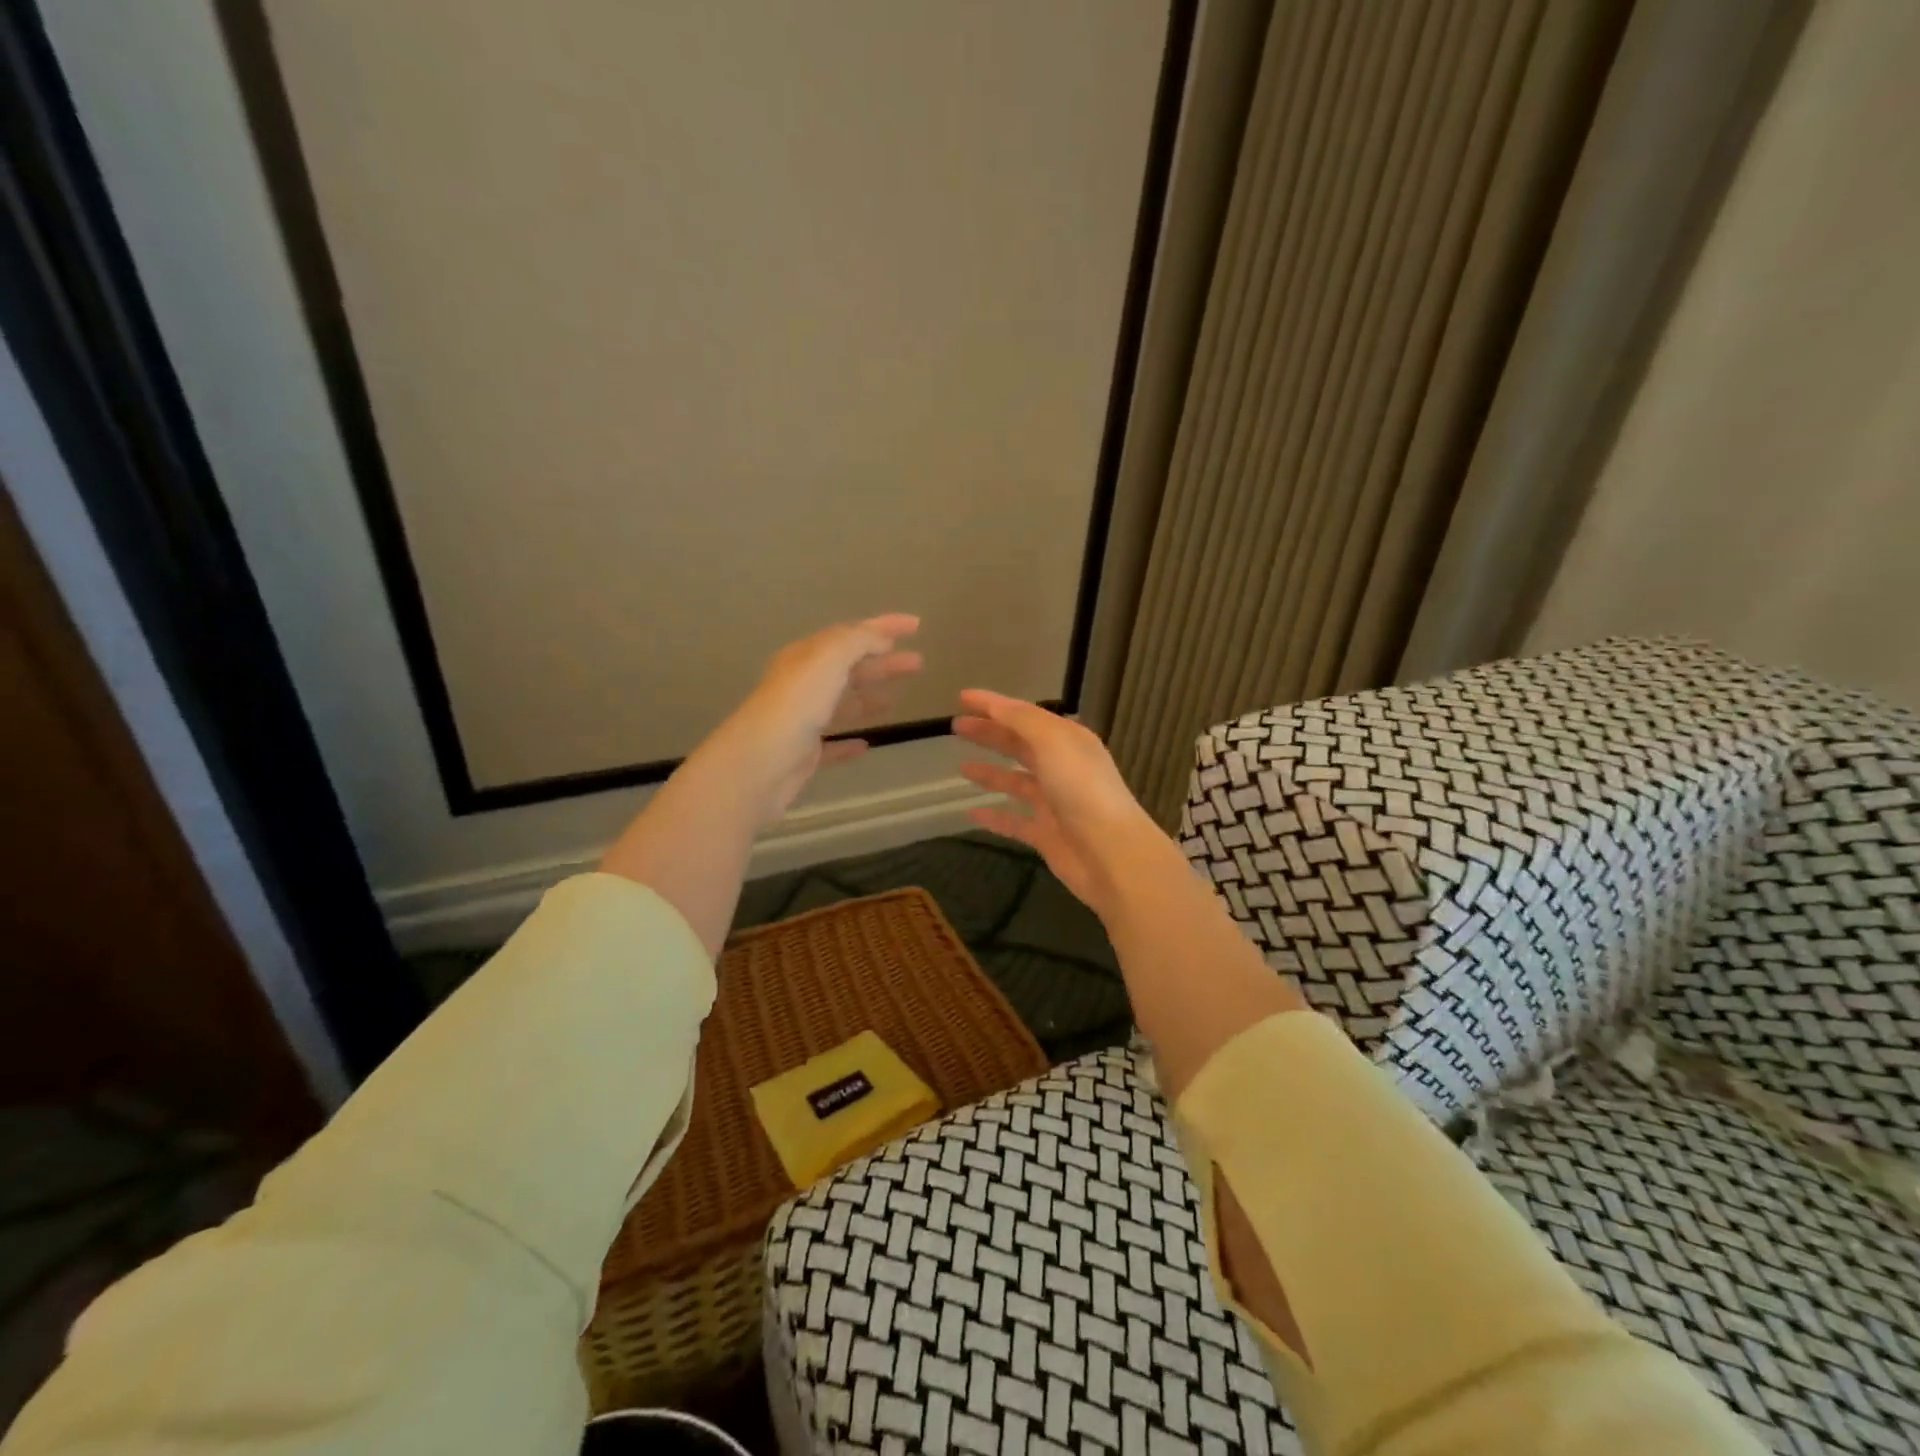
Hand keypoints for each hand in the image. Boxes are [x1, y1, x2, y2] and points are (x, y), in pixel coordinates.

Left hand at [701, 614, 922, 825]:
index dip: (885, 626)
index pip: (851, 633)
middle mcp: (802, 684)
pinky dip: (849, 741)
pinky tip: (866, 744)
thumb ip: (858, 641)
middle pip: (849, 667)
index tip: (917, 625)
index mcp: (807, 656)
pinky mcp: (803, 755)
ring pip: (841, 703)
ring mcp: (802, 721)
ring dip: (868, 697)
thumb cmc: (796, 705)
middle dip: (883, 661)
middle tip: (918, 663)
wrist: (760, 764)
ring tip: (895, 699)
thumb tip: (880, 638)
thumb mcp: (829, 658)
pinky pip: (832, 744)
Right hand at [954, 691, 1171, 920]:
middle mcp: (1062, 767)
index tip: (962, 698)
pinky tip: (970, 813)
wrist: (1111, 853)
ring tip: (961, 767)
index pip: (1025, 715)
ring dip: (990, 773)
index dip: (993, 705)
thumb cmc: (1082, 790)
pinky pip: (1013, 821)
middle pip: (1020, 745)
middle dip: (990, 734)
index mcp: (1068, 740)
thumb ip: (1022, 721)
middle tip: (956, 728)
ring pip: (1016, 782)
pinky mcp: (1046, 834)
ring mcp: (1054, 802)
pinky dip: (993, 816)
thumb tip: (995, 705)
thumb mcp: (1053, 742)